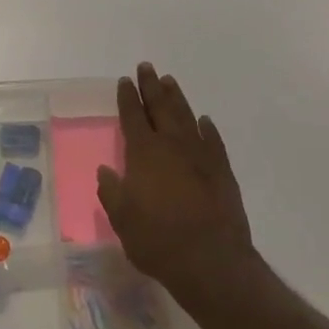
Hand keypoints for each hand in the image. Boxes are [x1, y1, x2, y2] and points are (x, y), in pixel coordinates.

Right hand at [97, 63, 255, 309]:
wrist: (211, 261)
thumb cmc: (157, 240)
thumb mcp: (122, 219)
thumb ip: (112, 191)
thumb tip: (106, 170)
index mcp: (144, 153)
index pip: (132, 116)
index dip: (127, 97)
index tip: (124, 81)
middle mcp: (172, 145)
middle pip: (160, 107)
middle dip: (151, 86)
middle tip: (146, 67)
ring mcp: (201, 155)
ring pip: (186, 117)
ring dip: (176, 98)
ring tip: (169, 82)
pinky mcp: (222, 170)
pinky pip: (213, 140)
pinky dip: (207, 128)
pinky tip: (204, 121)